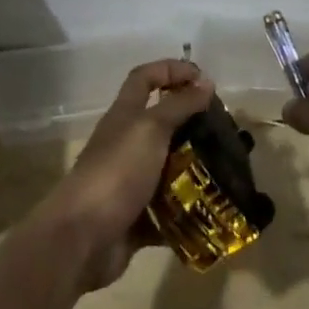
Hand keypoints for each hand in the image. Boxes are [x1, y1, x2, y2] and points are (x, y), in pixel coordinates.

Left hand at [34, 60, 210, 290]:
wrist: (82, 238)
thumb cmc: (117, 171)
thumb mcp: (150, 129)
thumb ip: (179, 105)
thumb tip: (205, 81)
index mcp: (125, 115)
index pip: (145, 78)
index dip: (171, 70)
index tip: (203, 79)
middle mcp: (126, 144)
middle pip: (160, 124)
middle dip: (191, 125)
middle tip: (224, 133)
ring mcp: (129, 182)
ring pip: (167, 169)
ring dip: (194, 171)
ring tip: (226, 174)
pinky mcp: (135, 218)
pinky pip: (167, 212)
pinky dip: (187, 213)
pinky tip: (213, 212)